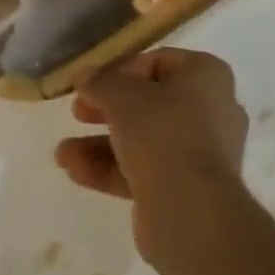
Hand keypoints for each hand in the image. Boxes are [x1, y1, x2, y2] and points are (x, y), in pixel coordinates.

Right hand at [55, 48, 249, 265]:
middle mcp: (211, 108)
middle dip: (108, 108)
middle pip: (150, 101)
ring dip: (102, 143)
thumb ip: (101, 82)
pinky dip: (112, 168)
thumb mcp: (124, 98)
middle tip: (77, 112)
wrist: (191, 212)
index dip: (120, 70)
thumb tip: (85, 75)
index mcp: (207, 75)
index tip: (91, 85)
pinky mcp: (186, 188)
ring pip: (145, 139)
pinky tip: (75, 171)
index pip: (158, 62)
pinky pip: (146, 169)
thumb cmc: (163, 134)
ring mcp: (201, 152)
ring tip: (62, 153)